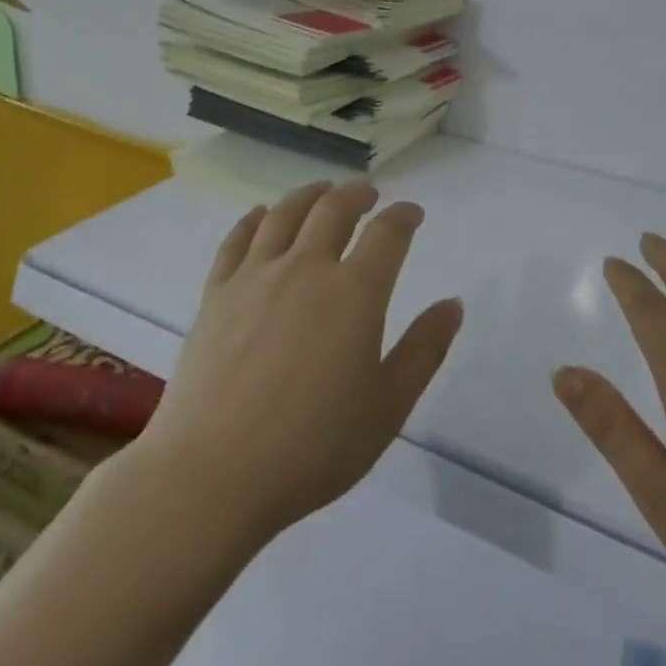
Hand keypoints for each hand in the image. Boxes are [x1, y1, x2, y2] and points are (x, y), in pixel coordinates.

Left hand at [137, 181, 463, 544]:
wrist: (212, 474)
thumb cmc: (313, 447)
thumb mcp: (387, 407)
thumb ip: (424, 350)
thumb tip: (453, 304)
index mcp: (355, 293)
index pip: (387, 233)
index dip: (404, 216)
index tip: (412, 213)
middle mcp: (306, 268)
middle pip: (334, 209)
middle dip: (357, 194)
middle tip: (368, 193)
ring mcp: (256, 276)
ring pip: (285, 214)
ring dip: (309, 194)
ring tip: (322, 191)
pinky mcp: (216, 293)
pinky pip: (237, 239)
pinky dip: (254, 219)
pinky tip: (261, 215)